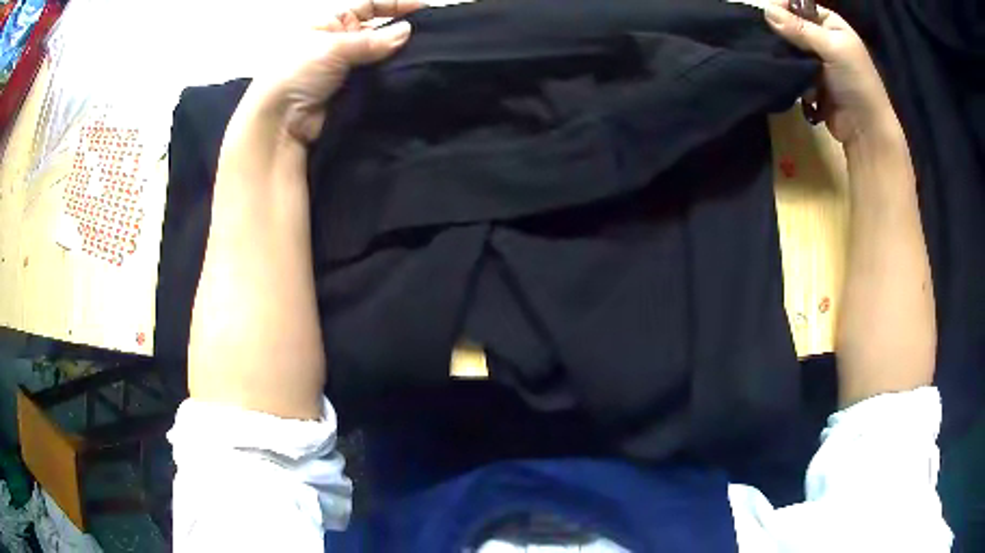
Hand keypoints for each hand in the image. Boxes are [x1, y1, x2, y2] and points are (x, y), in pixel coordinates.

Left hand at [242, 0, 423, 145]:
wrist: (279, 123)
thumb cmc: (294, 74)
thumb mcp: (333, 46)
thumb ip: (373, 40)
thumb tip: (406, 31)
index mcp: (330, 24)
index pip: (369, 5)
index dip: (395, 5)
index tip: (423, 9)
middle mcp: (339, 44)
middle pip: (378, 31)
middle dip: (400, 32)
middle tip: (428, 37)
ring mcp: (346, 69)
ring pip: (380, 57)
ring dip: (397, 58)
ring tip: (423, 57)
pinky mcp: (351, 93)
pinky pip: (377, 81)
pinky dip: (390, 79)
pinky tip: (409, 77)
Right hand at [763, 0, 896, 145]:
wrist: (866, 131)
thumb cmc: (856, 83)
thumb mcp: (832, 48)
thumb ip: (800, 29)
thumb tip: (764, 9)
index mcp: (831, 24)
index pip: (799, 6)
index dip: (782, 7)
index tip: (765, 15)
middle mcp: (823, 39)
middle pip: (792, 26)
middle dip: (780, 34)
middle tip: (766, 40)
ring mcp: (817, 61)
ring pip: (790, 49)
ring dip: (785, 56)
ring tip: (778, 61)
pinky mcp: (811, 82)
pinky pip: (793, 70)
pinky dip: (790, 74)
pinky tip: (790, 79)